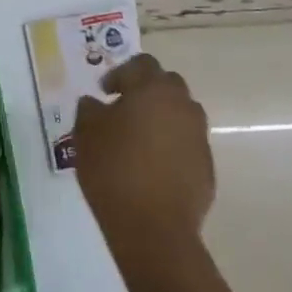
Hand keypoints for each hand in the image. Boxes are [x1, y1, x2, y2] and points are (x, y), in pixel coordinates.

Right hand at [73, 54, 213, 247]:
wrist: (153, 228)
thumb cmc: (113, 171)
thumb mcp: (86, 135)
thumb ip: (88, 110)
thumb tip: (95, 103)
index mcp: (152, 90)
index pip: (141, 64)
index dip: (120, 73)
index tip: (105, 92)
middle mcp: (182, 106)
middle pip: (167, 84)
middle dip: (145, 90)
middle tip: (122, 109)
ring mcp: (199, 136)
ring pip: (180, 113)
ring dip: (161, 117)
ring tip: (138, 139)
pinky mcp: (206, 165)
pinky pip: (186, 143)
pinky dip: (171, 145)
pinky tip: (151, 166)